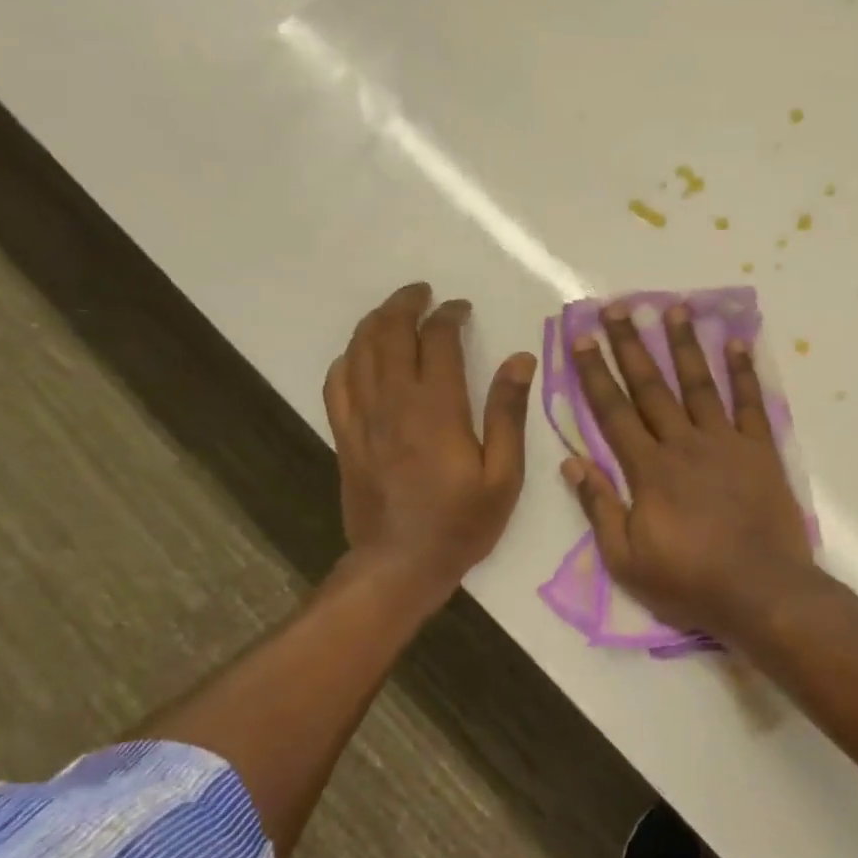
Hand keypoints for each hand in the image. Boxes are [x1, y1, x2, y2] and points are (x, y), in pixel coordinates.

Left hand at [323, 283, 535, 602]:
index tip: (462, 308)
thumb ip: (509, 413)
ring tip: (394, 310)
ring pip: (359, 351)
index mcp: (437, 408)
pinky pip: (337, 382)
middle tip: (423, 293)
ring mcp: (363, 418)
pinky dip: (349, 357)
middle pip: (390, 334)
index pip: (438, 341)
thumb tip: (520, 360)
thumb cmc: (462, 522)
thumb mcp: (504, 474)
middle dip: (406, 304)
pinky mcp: (345, 436)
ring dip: (376, 322)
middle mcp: (394, 402)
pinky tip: (360, 354)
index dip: (449, 316)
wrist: (400, 564)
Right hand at [565, 303, 814, 640]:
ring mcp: (725, 443)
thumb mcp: (626, 559)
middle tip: (616, 307)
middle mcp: (684, 444)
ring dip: (684, 344)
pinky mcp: (760, 450)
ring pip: (700, 383)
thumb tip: (571, 463)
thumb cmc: (689, 581)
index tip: (581, 339)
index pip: (613, 412)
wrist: (760, 591)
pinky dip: (744, 371)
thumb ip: (600, 508)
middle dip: (630, 345)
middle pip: (651, 387)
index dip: (595, 373)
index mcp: (648, 470)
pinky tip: (737, 342)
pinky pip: (751, 403)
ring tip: (674, 307)